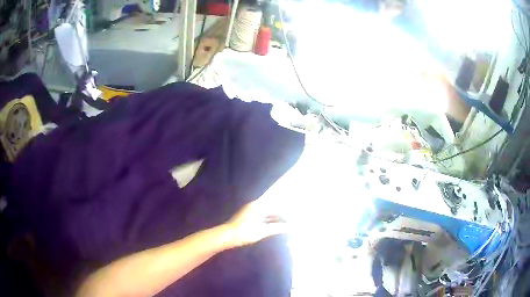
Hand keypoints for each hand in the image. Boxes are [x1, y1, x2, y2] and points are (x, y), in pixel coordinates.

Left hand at [224, 199, 287, 247]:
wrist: (227, 235)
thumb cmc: (246, 232)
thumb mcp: (263, 231)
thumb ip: (277, 228)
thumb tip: (290, 227)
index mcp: (259, 206)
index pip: (277, 208)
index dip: (285, 214)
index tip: (292, 220)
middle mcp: (255, 205)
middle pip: (271, 209)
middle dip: (280, 216)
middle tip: (290, 222)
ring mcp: (249, 210)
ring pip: (266, 212)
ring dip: (274, 218)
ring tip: (283, 225)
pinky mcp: (246, 215)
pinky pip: (261, 215)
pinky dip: (267, 220)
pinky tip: (272, 226)